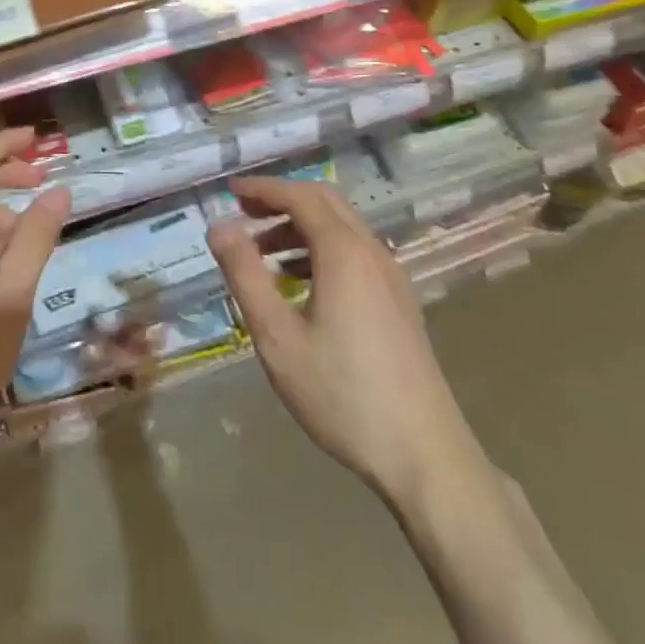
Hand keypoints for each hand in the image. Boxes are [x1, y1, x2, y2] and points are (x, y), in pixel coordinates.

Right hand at [207, 176, 466, 508]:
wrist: (425, 454)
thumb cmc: (342, 395)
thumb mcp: (277, 337)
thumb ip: (245, 275)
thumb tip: (219, 226)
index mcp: (343, 252)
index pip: (299, 196)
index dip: (263, 189)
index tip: (230, 191)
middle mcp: (371, 251)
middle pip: (325, 202)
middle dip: (282, 200)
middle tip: (244, 214)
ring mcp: (391, 276)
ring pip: (342, 228)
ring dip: (301, 227)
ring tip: (263, 254)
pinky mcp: (399, 301)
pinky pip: (355, 253)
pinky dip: (322, 250)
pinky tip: (301, 286)